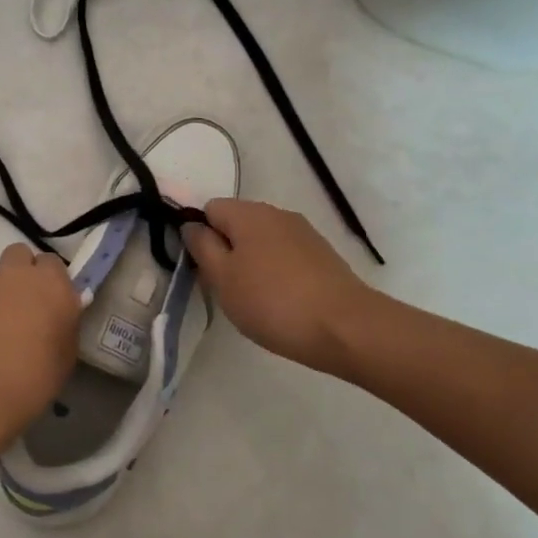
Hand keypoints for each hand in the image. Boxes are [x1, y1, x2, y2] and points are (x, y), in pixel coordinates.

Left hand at [0, 243, 80, 446]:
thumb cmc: (31, 380)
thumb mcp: (65, 356)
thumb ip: (63, 325)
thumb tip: (56, 315)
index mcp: (50, 285)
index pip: (53, 264)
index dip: (52, 281)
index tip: (52, 304)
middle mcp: (15, 277)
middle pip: (19, 255)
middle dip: (22, 273)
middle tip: (25, 306)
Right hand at [181, 199, 375, 376]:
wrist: (346, 327)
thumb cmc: (273, 302)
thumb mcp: (223, 278)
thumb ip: (202, 247)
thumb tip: (191, 225)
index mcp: (248, 212)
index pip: (210, 209)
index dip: (200, 236)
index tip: (203, 269)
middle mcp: (276, 213)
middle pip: (237, 223)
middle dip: (226, 251)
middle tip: (225, 289)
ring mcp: (303, 233)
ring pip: (262, 241)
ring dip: (252, 263)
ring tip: (255, 300)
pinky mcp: (322, 254)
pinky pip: (286, 255)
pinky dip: (277, 273)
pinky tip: (282, 302)